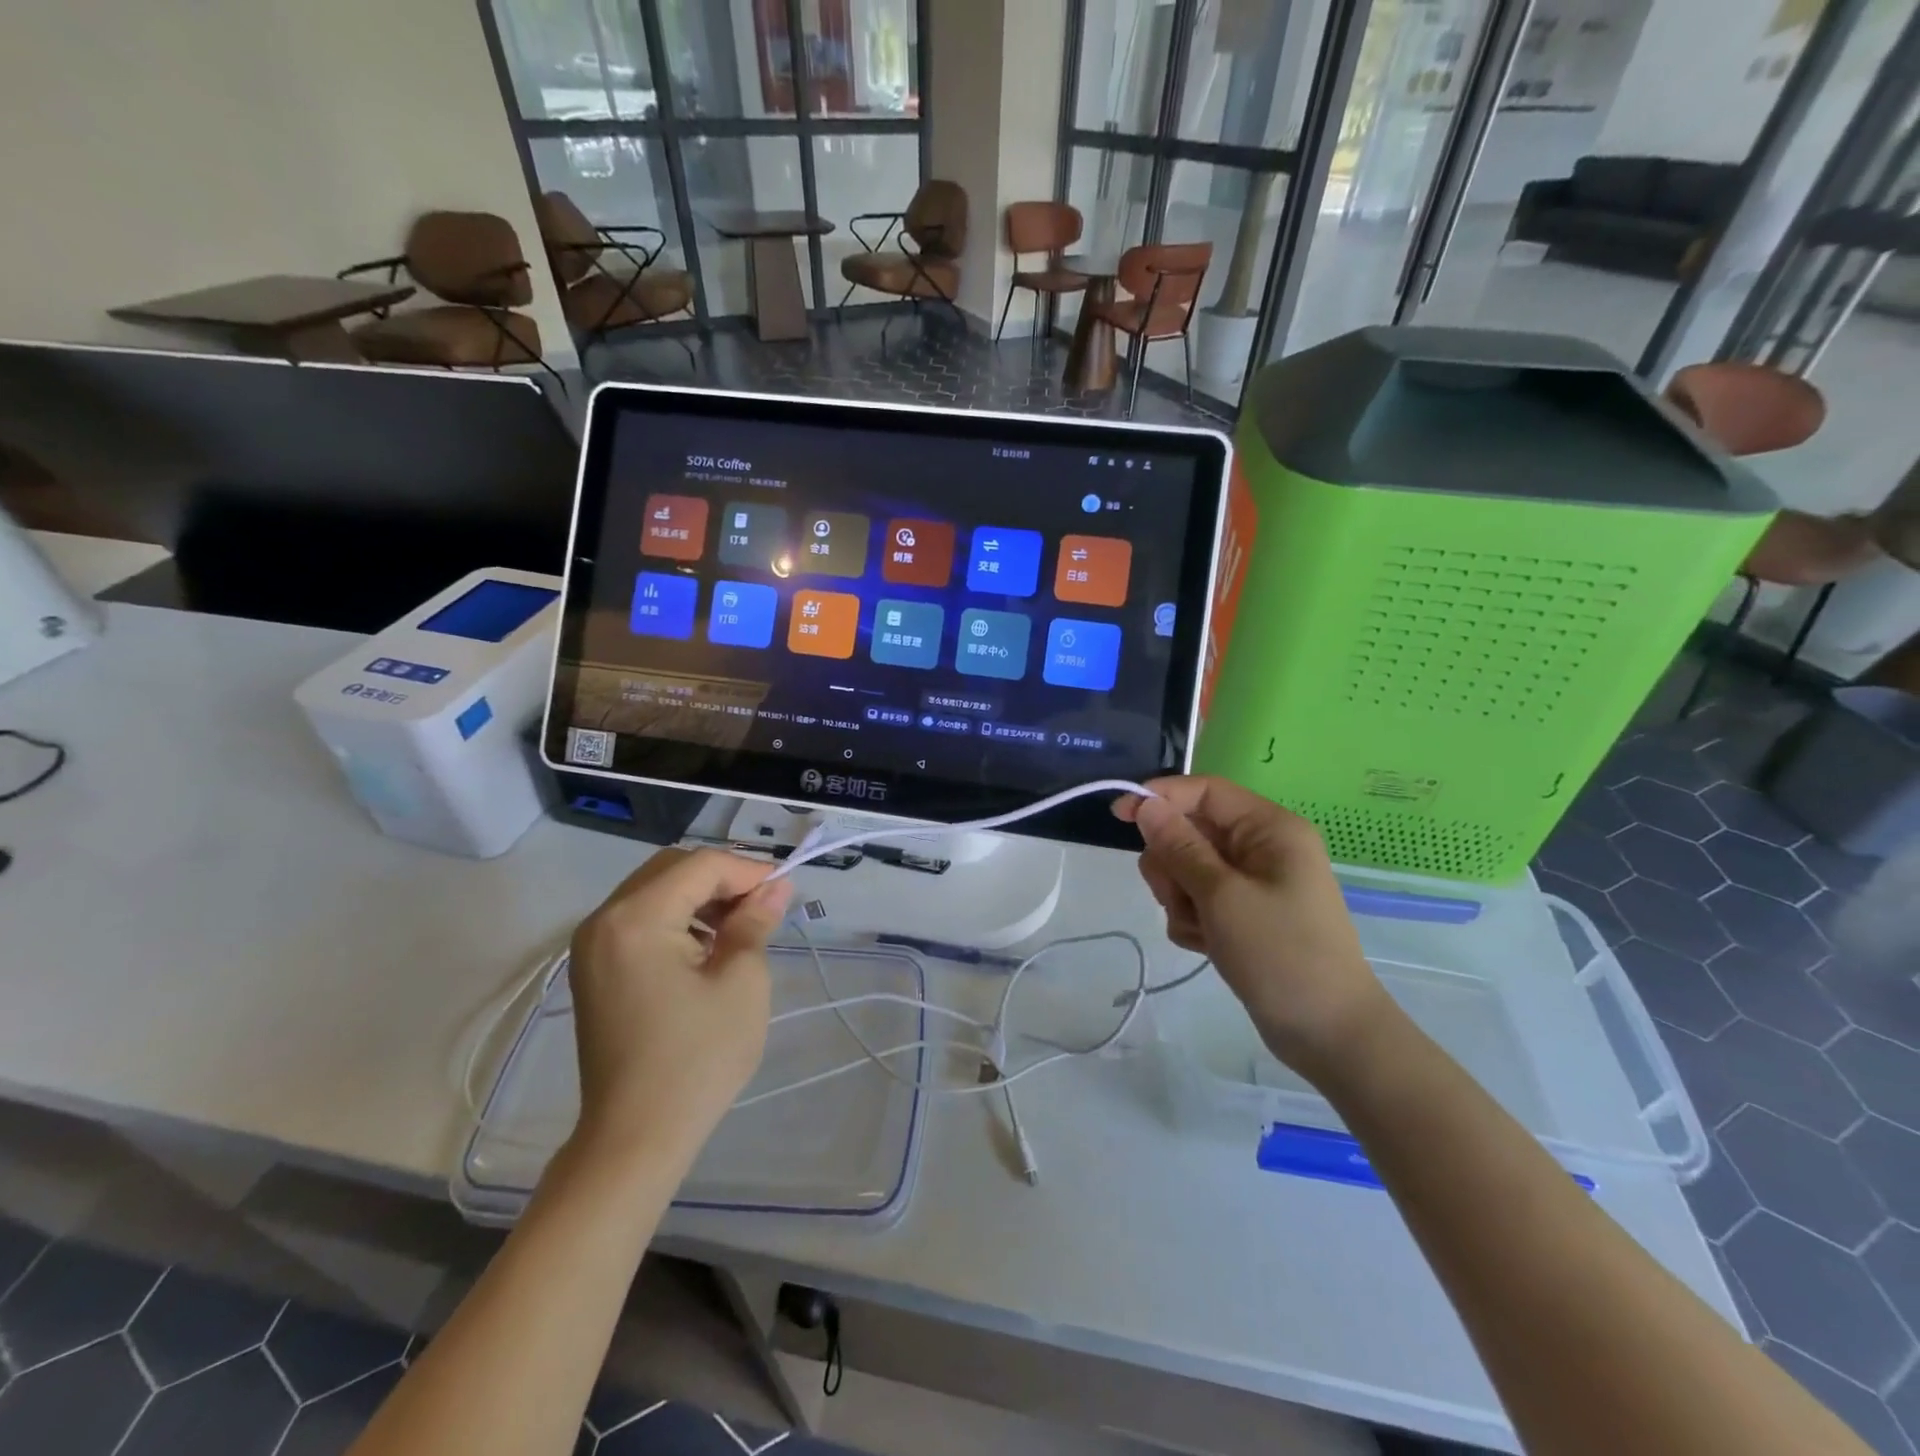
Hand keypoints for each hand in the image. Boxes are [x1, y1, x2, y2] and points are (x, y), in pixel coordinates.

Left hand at [566, 849, 792, 1167]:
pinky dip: (677, 920)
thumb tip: (775, 887)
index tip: (784, 891)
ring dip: (700, 898)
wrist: (635, 1137)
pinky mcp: (594, 969)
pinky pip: (640, 920)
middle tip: (762, 907)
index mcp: (636, 918)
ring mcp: (592, 945)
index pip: (701, 865)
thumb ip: (755, 922)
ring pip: (656, 891)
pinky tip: (705, 949)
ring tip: (739, 929)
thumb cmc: (697, 1058)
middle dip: (722, 879)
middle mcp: (604, 920)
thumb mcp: (741, 982)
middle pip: (672, 869)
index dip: (748, 870)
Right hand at [1114, 776, 1386, 1075]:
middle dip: (1172, 863)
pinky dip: (1193, 920)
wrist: (1328, 1034)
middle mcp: (1261, 848)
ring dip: (1179, 896)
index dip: (1160, 797)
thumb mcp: (1221, 895)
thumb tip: (1145, 804)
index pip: (1204, 792)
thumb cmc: (1280, 953)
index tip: (1118, 816)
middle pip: (1190, 831)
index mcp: (1269, 829)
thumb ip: (1179, 846)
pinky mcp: (1243, 914)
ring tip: (1200, 929)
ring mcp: (1252, 883)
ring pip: (1187, 868)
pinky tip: (1208, 946)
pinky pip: (1198, 900)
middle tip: (1177, 896)